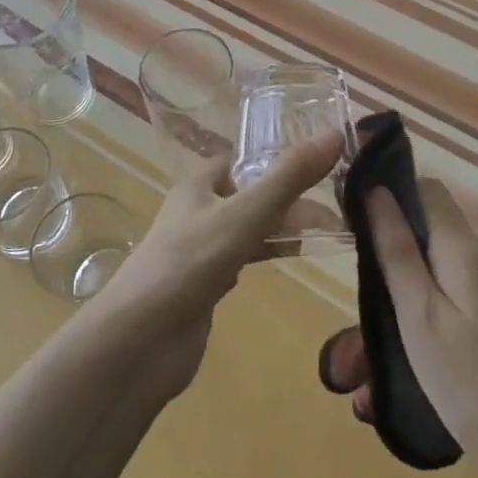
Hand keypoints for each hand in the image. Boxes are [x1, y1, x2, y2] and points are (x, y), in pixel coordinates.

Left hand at [95, 133, 343, 397]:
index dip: (276, 155)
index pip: (242, 159)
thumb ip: (289, 178)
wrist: (140, 342)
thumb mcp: (245, 214)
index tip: (321, 157)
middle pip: (249, 193)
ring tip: (326, 229)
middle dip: (287, 195)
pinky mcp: (203, 287)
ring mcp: (199, 251)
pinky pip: (240, 260)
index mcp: (199, 184)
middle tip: (337, 200)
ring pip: (247, 228)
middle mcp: (197, 211)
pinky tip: (286, 261)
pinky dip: (264, 256)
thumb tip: (335, 135)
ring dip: (280, 227)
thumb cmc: (190, 263)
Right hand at [319, 176, 477, 477]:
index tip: (348, 208)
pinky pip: (437, 281)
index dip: (387, 187)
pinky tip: (389, 325)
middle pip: (424, 217)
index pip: (424, 188)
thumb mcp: (420, 314)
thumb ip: (397, 250)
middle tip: (349, 258)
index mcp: (460, 248)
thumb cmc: (469, 380)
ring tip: (361, 299)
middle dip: (385, 229)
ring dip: (394, 264)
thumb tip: (375, 190)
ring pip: (427, 251)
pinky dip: (409, 290)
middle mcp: (472, 256)